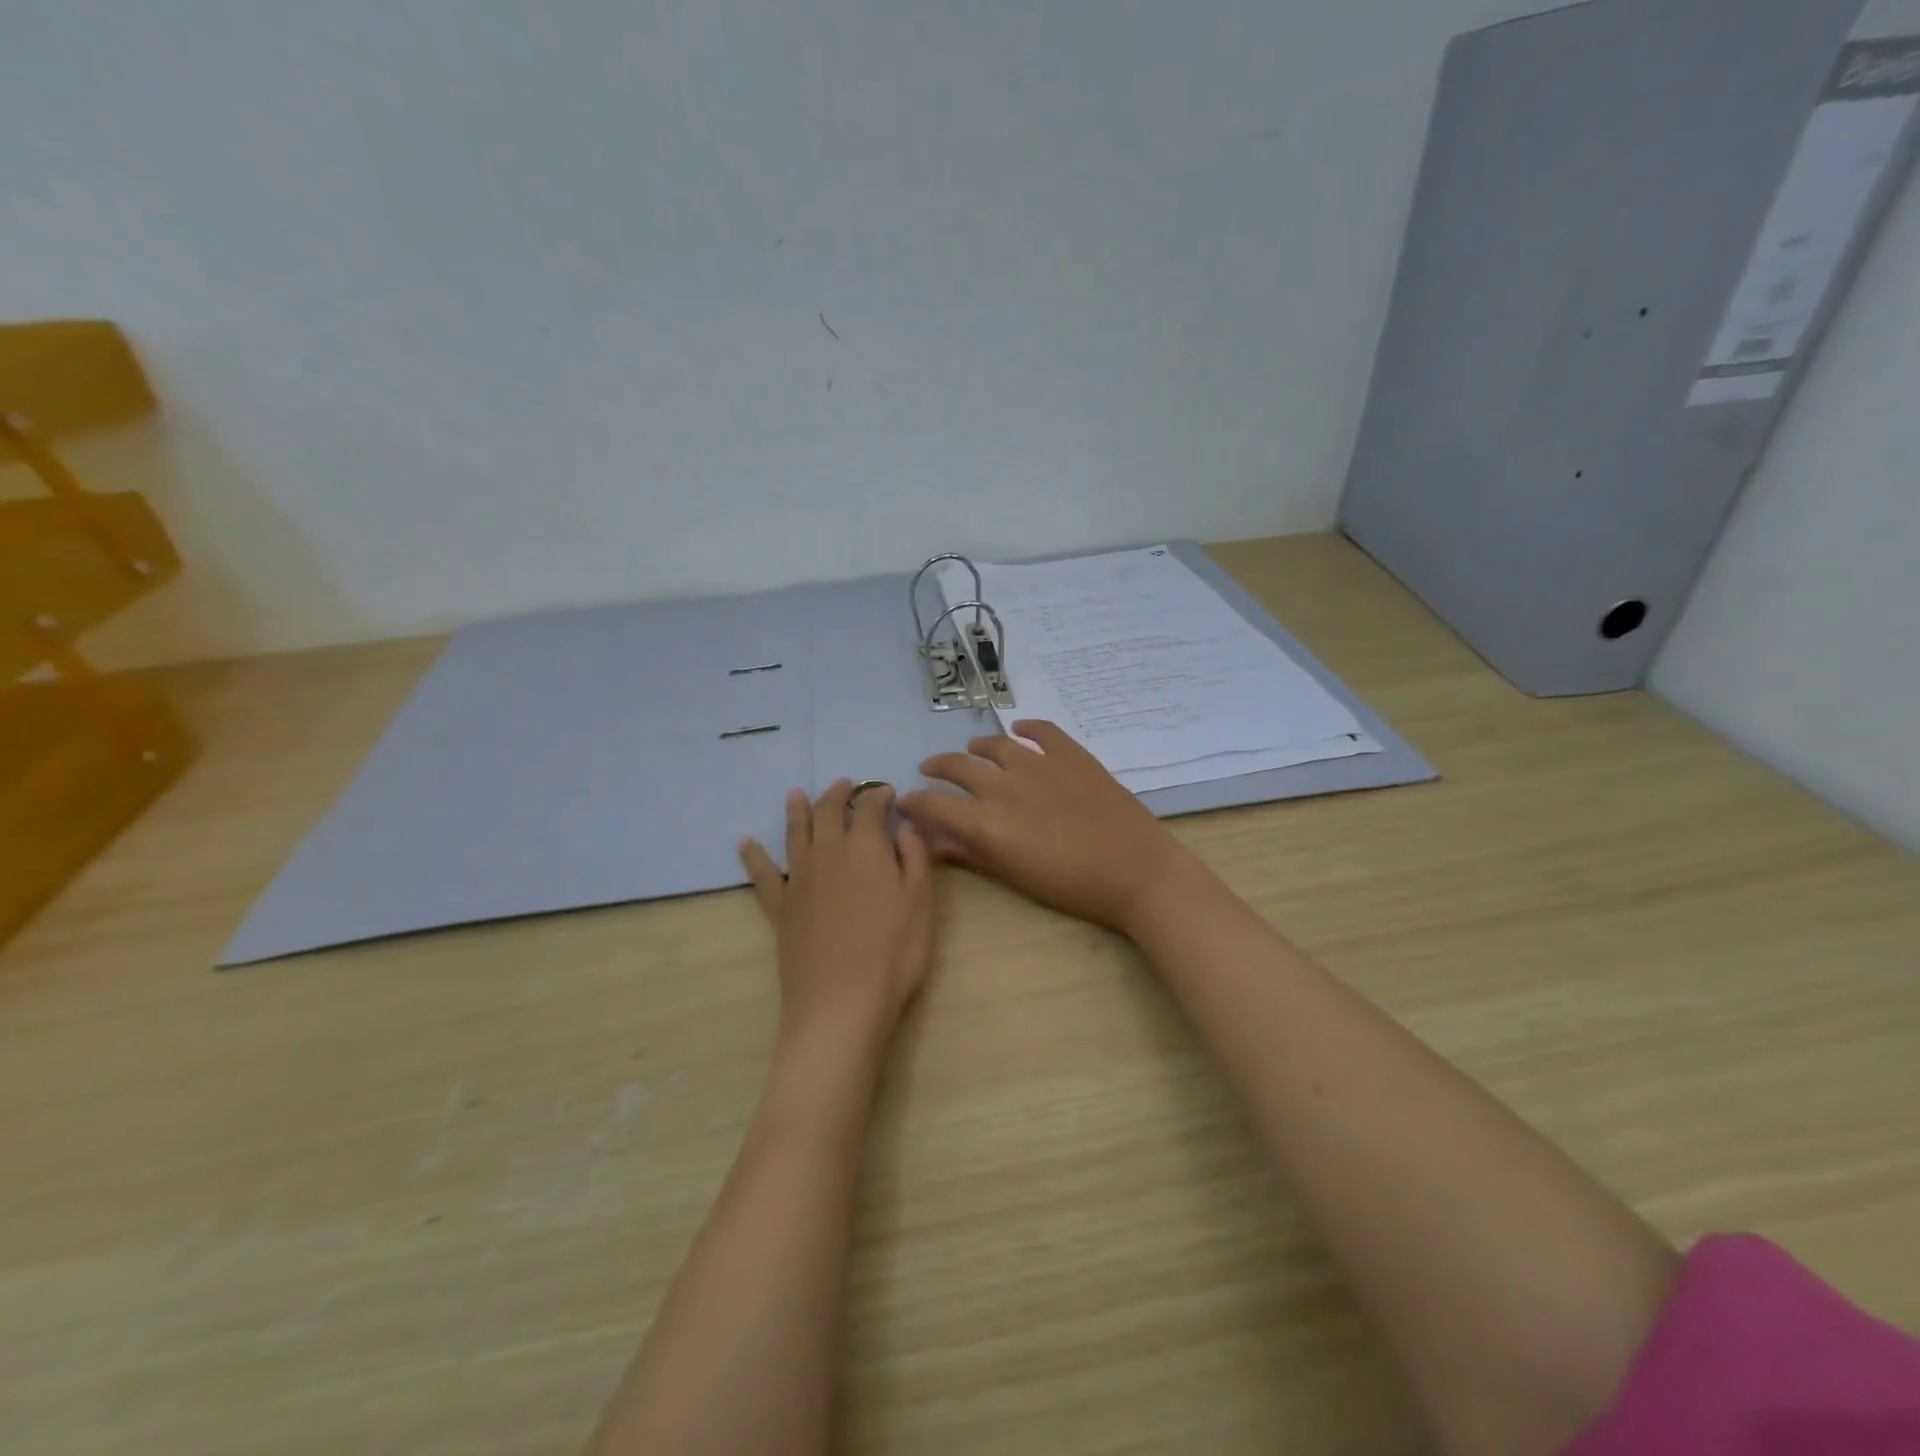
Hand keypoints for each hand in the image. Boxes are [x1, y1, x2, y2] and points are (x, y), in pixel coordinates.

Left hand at [739, 781, 934, 1044]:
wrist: (841, 1001)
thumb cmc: (894, 952)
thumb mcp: (922, 902)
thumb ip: (916, 857)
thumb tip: (905, 825)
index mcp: (866, 846)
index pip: (870, 807)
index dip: (878, 796)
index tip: (887, 793)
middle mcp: (828, 852)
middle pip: (828, 811)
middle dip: (838, 794)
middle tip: (844, 785)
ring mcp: (799, 878)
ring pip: (795, 833)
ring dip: (797, 810)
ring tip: (796, 795)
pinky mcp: (779, 907)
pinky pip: (762, 874)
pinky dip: (753, 856)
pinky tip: (745, 844)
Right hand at [897, 721, 1184, 936]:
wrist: (1135, 870)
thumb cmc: (1071, 886)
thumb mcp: (1014, 875)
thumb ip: (971, 853)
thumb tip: (934, 840)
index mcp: (986, 821)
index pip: (935, 805)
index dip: (914, 802)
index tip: (904, 800)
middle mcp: (1004, 785)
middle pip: (958, 767)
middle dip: (937, 767)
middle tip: (930, 770)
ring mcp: (1039, 764)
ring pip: (995, 746)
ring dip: (977, 748)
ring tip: (971, 750)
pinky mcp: (1071, 754)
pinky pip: (1042, 731)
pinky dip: (1027, 728)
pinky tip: (1020, 729)